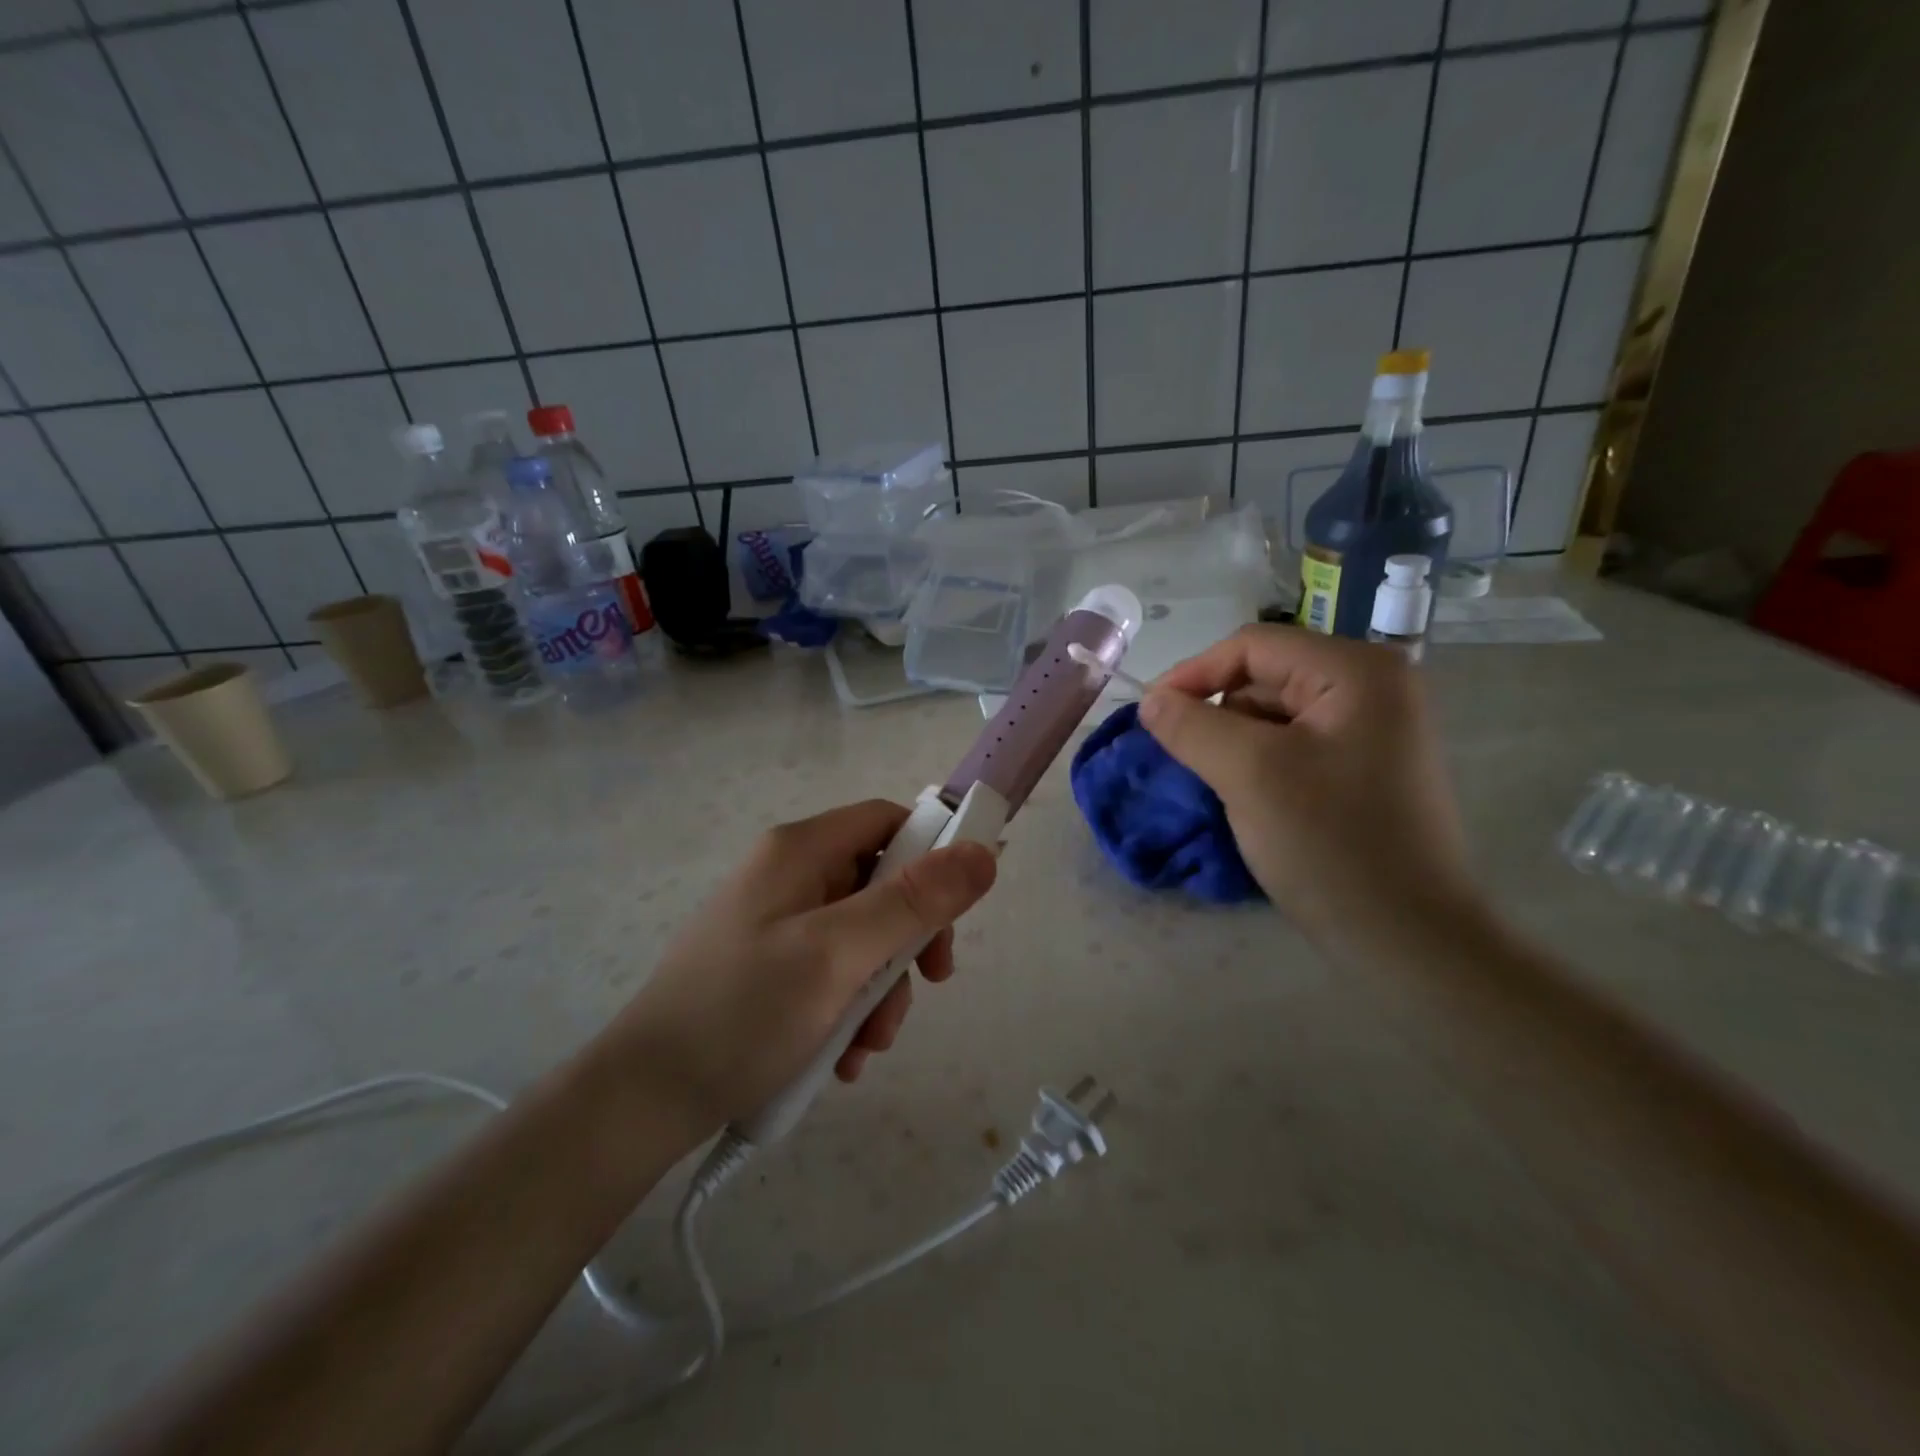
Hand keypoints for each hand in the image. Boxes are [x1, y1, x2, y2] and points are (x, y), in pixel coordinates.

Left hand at [606, 800, 997, 1141]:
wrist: (642, 1102)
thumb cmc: (744, 1013)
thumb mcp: (838, 955)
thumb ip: (913, 902)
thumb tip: (982, 852)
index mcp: (799, 851)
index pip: (887, 821)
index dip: (933, 852)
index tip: (960, 908)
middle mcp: (788, 876)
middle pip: (880, 884)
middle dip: (907, 942)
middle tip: (926, 986)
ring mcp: (775, 924)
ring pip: (861, 937)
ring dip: (879, 990)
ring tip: (866, 1047)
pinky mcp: (767, 968)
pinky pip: (831, 972)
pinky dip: (847, 1009)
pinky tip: (841, 1058)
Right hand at [1140, 625, 1480, 942]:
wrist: (1408, 938)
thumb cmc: (1331, 844)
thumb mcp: (1249, 774)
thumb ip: (1191, 727)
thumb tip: (1150, 701)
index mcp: (1356, 672)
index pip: (1253, 646)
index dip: (1193, 674)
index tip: (1149, 715)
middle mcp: (1373, 688)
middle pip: (1265, 677)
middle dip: (1215, 713)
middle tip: (1178, 756)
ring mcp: (1373, 730)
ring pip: (1275, 715)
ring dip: (1232, 742)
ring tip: (1211, 782)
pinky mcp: (1364, 768)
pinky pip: (1293, 746)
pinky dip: (1257, 763)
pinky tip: (1243, 797)